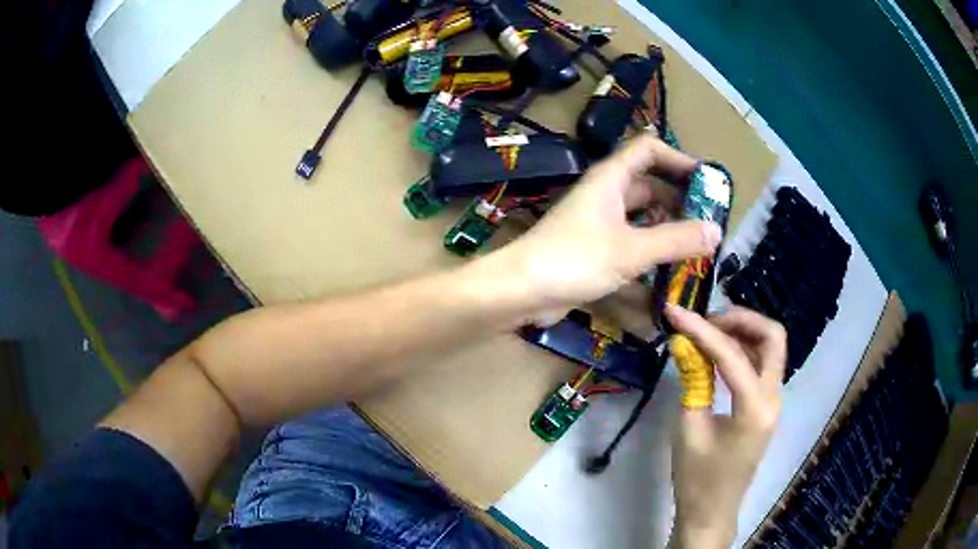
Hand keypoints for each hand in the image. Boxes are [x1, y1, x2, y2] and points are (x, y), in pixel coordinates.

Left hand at [493, 133, 722, 318]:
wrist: (521, 291)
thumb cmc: (574, 259)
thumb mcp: (631, 249)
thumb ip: (675, 240)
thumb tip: (716, 231)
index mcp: (611, 179)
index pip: (648, 149)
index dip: (678, 157)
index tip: (706, 180)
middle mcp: (606, 195)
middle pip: (650, 185)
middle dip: (680, 200)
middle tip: (709, 223)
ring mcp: (600, 223)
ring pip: (642, 217)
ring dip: (668, 228)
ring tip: (698, 248)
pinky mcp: (595, 250)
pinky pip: (631, 242)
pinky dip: (651, 251)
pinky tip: (671, 270)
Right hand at [665, 305, 786, 548]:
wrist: (712, 510)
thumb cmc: (697, 478)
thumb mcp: (688, 429)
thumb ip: (692, 381)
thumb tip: (684, 343)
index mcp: (754, 408)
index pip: (732, 355)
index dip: (702, 329)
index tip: (675, 312)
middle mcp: (772, 398)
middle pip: (772, 338)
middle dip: (741, 320)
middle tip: (707, 320)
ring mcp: (773, 401)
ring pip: (770, 348)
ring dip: (743, 332)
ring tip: (709, 331)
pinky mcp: (765, 406)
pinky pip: (762, 365)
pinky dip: (744, 350)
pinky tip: (718, 353)